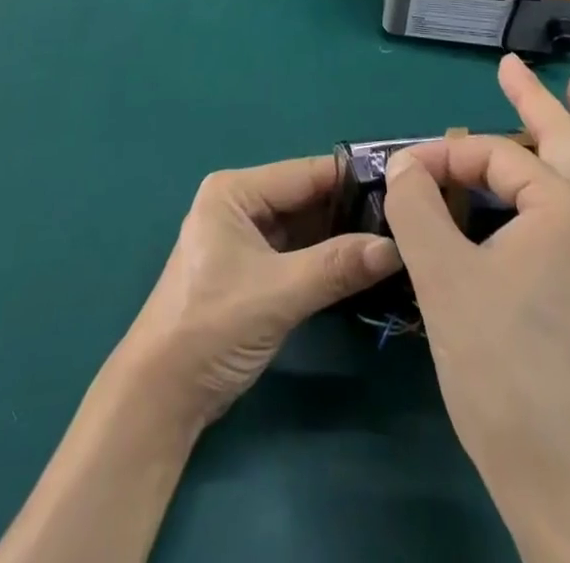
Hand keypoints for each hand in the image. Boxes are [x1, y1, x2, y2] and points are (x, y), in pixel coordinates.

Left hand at [116, 156, 402, 426]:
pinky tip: (367, 265)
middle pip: (307, 198)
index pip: (305, 174)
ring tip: (400, 239)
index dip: (354, 179)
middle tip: (409, 219)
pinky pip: (300, 253)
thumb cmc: (211, 326)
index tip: (404, 184)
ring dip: (344, 237)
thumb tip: (396, 247)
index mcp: (235, 191)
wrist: (161, 395)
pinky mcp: (254, 271)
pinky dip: (329, 259)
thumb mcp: (278, 293)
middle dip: (353, 210)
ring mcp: (247, 238)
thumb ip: (336, 266)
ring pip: (307, 227)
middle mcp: (242, 204)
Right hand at [383, 56, 569, 562]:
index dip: (447, 157)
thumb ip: (418, 207)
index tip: (407, 177)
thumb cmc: (501, 369)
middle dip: (537, 100)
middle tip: (513, 67)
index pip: (496, 156)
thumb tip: (407, 165)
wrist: (567, 480)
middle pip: (569, 142)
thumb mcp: (442, 277)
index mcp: (563, 209)